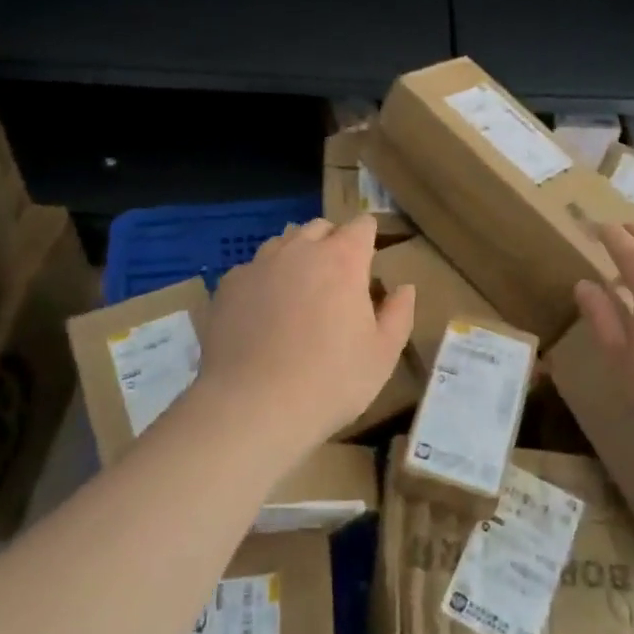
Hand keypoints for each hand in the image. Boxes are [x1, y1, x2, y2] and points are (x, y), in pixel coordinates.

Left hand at [199, 215, 415, 451]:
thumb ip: (398, 314)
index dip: (368, 237)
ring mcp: (260, 264)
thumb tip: (405, 288)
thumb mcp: (382, 355)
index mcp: (343, 259)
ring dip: (296, 256)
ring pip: (283, 242)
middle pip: (320, 227)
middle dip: (332, 242)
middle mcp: (301, 250)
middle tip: (337, 278)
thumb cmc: (330, 381)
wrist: (252, 407)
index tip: (369, 259)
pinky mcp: (229, 285)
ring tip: (298, 291)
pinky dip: (264, 280)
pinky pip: (252, 269)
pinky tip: (262, 313)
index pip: (362, 225)